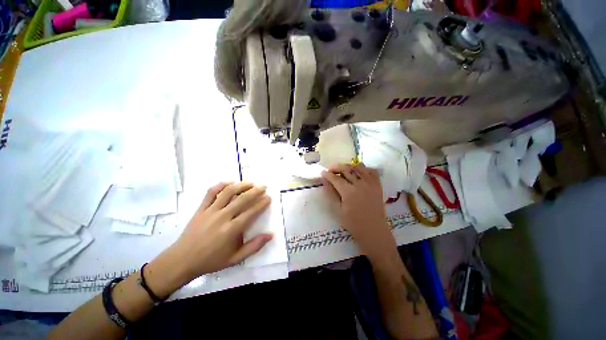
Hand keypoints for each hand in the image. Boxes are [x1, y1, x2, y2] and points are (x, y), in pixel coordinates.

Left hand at [157, 182, 272, 285]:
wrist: (183, 260)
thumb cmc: (211, 260)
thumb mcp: (235, 259)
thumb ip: (254, 246)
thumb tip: (270, 235)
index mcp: (231, 230)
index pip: (251, 212)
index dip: (261, 203)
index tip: (268, 198)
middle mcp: (222, 217)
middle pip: (242, 199)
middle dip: (255, 191)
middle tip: (263, 187)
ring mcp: (210, 211)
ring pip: (227, 193)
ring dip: (240, 185)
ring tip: (250, 182)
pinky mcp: (201, 208)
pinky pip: (211, 193)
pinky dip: (221, 185)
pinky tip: (229, 182)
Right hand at [321, 164, 396, 260]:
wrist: (374, 231)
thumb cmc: (353, 223)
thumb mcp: (338, 210)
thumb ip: (331, 193)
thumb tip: (325, 181)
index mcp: (348, 192)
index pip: (335, 178)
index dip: (327, 174)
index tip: (322, 172)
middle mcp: (360, 184)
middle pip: (346, 169)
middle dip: (336, 167)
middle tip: (330, 170)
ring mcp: (370, 183)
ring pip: (358, 167)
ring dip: (349, 166)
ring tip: (343, 170)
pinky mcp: (378, 185)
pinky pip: (371, 171)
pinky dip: (363, 169)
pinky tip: (358, 173)